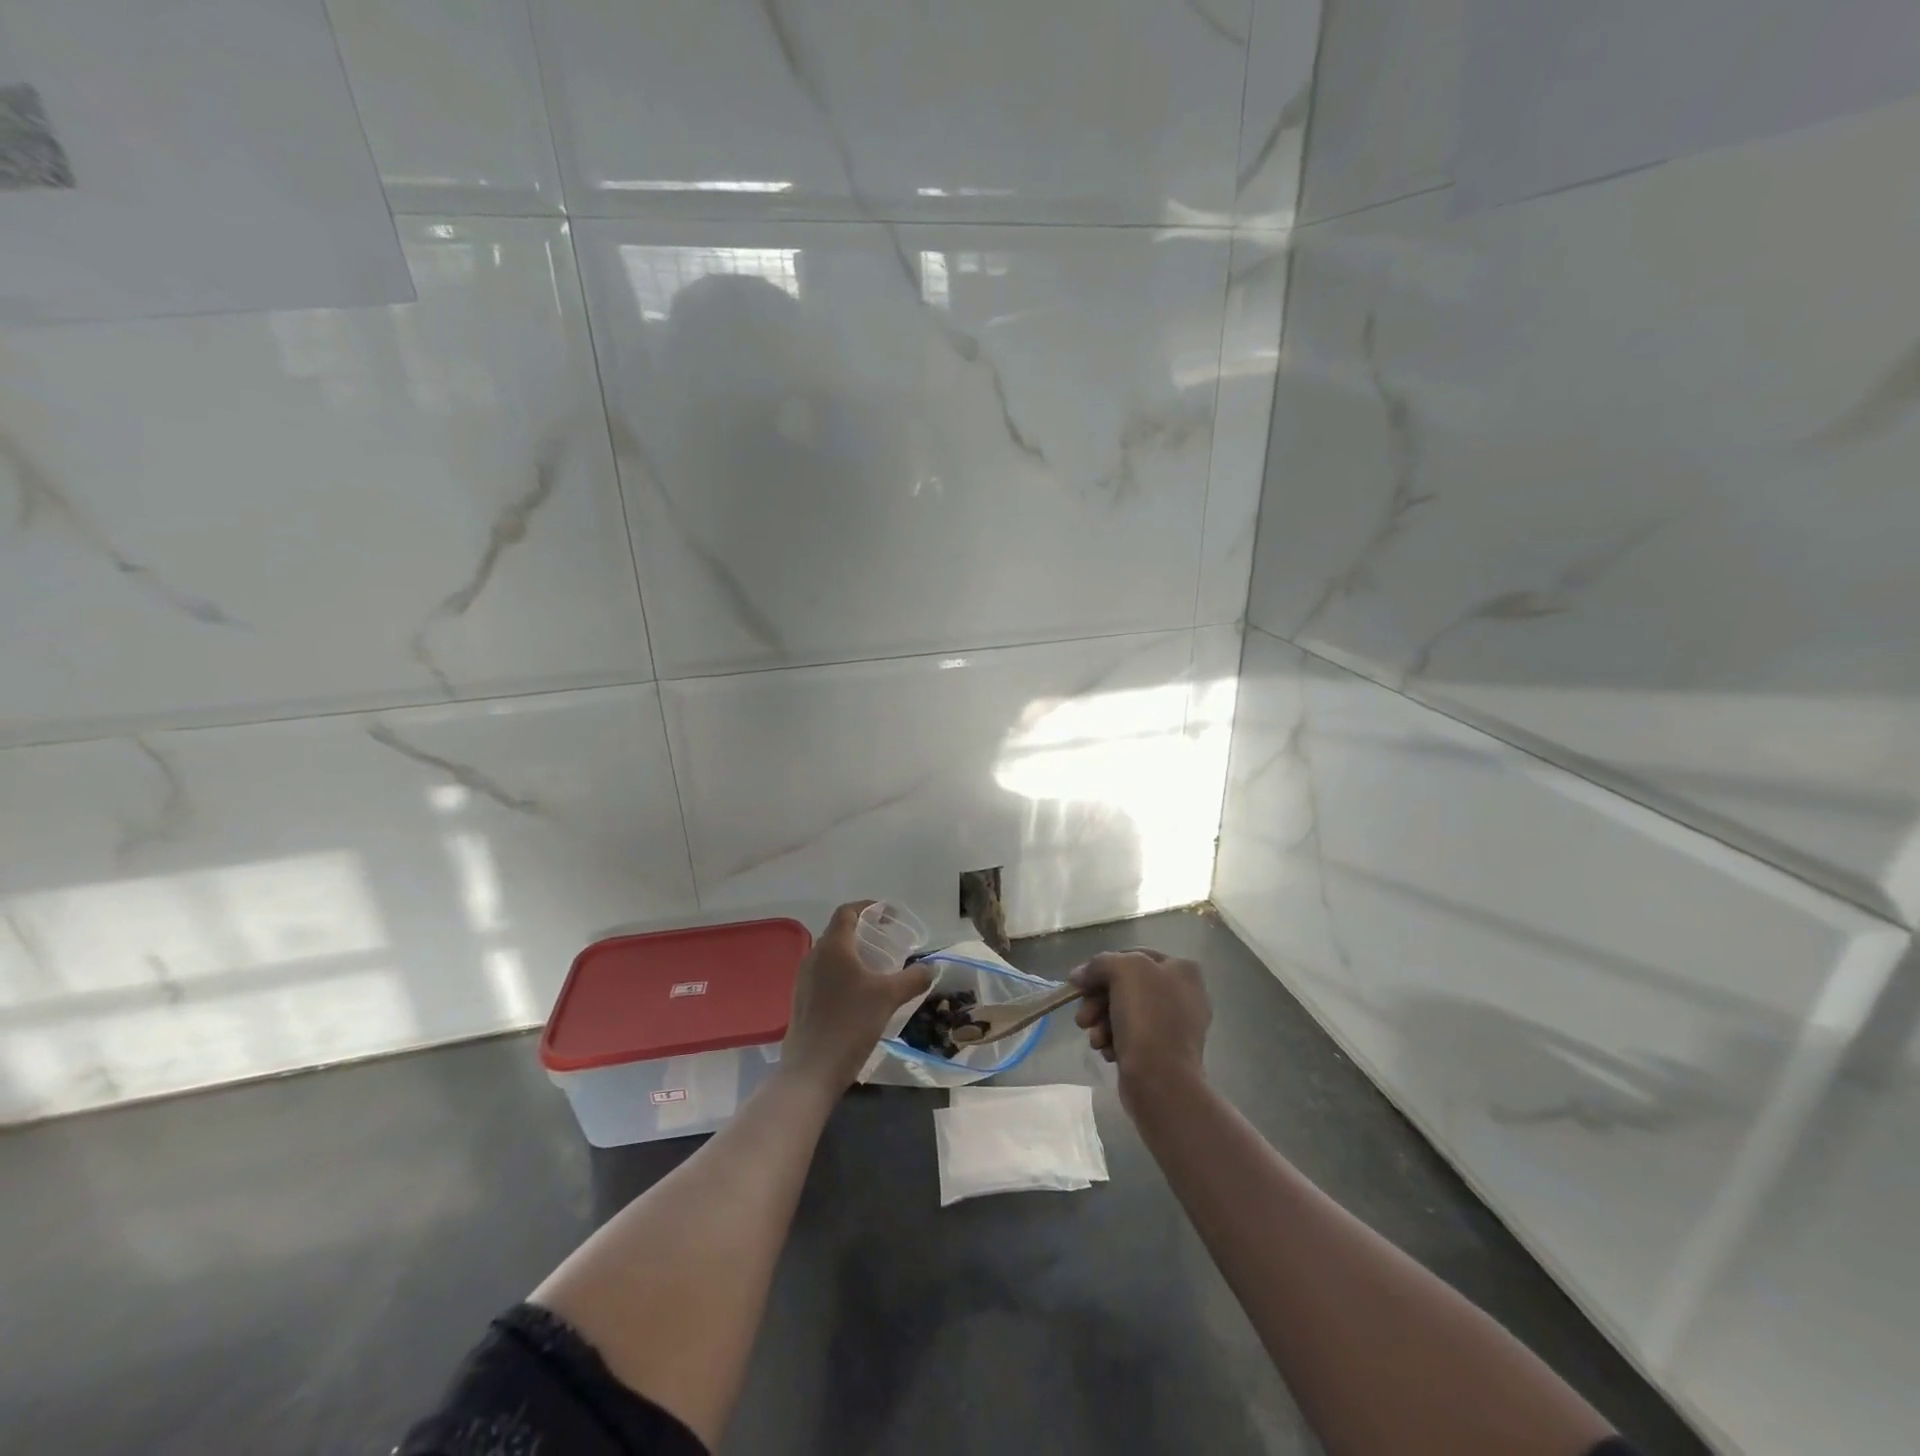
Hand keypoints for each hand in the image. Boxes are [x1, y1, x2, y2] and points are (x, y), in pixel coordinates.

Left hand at [782, 901, 933, 1090]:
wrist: (811, 1071)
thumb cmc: (850, 1024)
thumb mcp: (889, 998)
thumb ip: (913, 978)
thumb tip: (931, 968)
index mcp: (833, 947)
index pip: (847, 912)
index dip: (868, 907)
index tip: (888, 915)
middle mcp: (814, 957)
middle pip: (838, 932)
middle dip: (863, 932)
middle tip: (888, 941)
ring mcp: (803, 980)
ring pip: (830, 955)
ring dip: (853, 954)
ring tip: (877, 968)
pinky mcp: (801, 1001)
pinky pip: (824, 975)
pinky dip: (842, 974)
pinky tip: (859, 995)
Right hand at [1070, 950, 1210, 1112]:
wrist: (1161, 1081)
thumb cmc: (1147, 1018)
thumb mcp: (1122, 971)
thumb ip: (1099, 964)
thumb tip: (1079, 975)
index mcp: (1182, 969)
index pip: (1132, 956)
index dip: (1103, 967)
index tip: (1081, 984)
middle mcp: (1182, 994)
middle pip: (1125, 986)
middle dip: (1098, 1001)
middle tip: (1083, 1018)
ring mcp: (1174, 1025)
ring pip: (1124, 1012)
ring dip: (1101, 1023)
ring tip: (1094, 1039)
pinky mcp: (1163, 1052)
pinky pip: (1130, 1036)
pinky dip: (1113, 1041)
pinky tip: (1107, 1051)